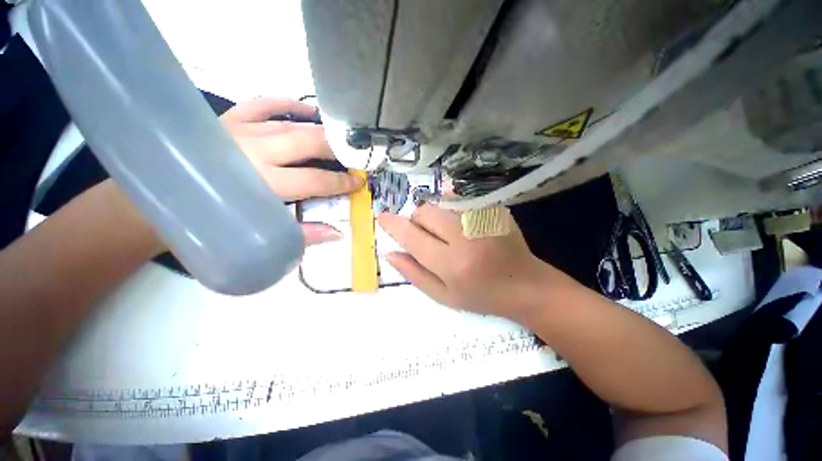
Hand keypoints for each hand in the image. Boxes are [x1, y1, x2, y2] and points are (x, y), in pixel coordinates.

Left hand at [221, 97, 363, 244]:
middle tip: (355, 156)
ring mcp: (240, 130)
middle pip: (308, 144)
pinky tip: (308, 110)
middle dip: (337, 150)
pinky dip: (288, 104)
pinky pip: (263, 104)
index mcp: (264, 184)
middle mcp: (255, 152)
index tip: (358, 182)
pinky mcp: (228, 119)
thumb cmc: (210, 223)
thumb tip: (337, 234)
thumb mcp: (258, 237)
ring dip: (320, 130)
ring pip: (291, 124)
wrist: (158, 197)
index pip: (316, 180)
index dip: (341, 182)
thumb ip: (301, 235)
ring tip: (340, 138)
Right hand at [377, 204, 574, 320]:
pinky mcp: (494, 210)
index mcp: (452, 264)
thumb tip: (390, 252)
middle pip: (425, 212)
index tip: (381, 217)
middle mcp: (466, 236)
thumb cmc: (482, 296)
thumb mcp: (443, 296)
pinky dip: (452, 210)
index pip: (412, 237)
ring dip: (435, 216)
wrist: (526, 285)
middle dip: (417, 221)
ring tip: (448, 234)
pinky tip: (463, 226)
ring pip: (441, 203)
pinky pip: (460, 200)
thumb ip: (413, 273)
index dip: (393, 225)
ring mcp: (483, 219)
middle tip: (426, 236)